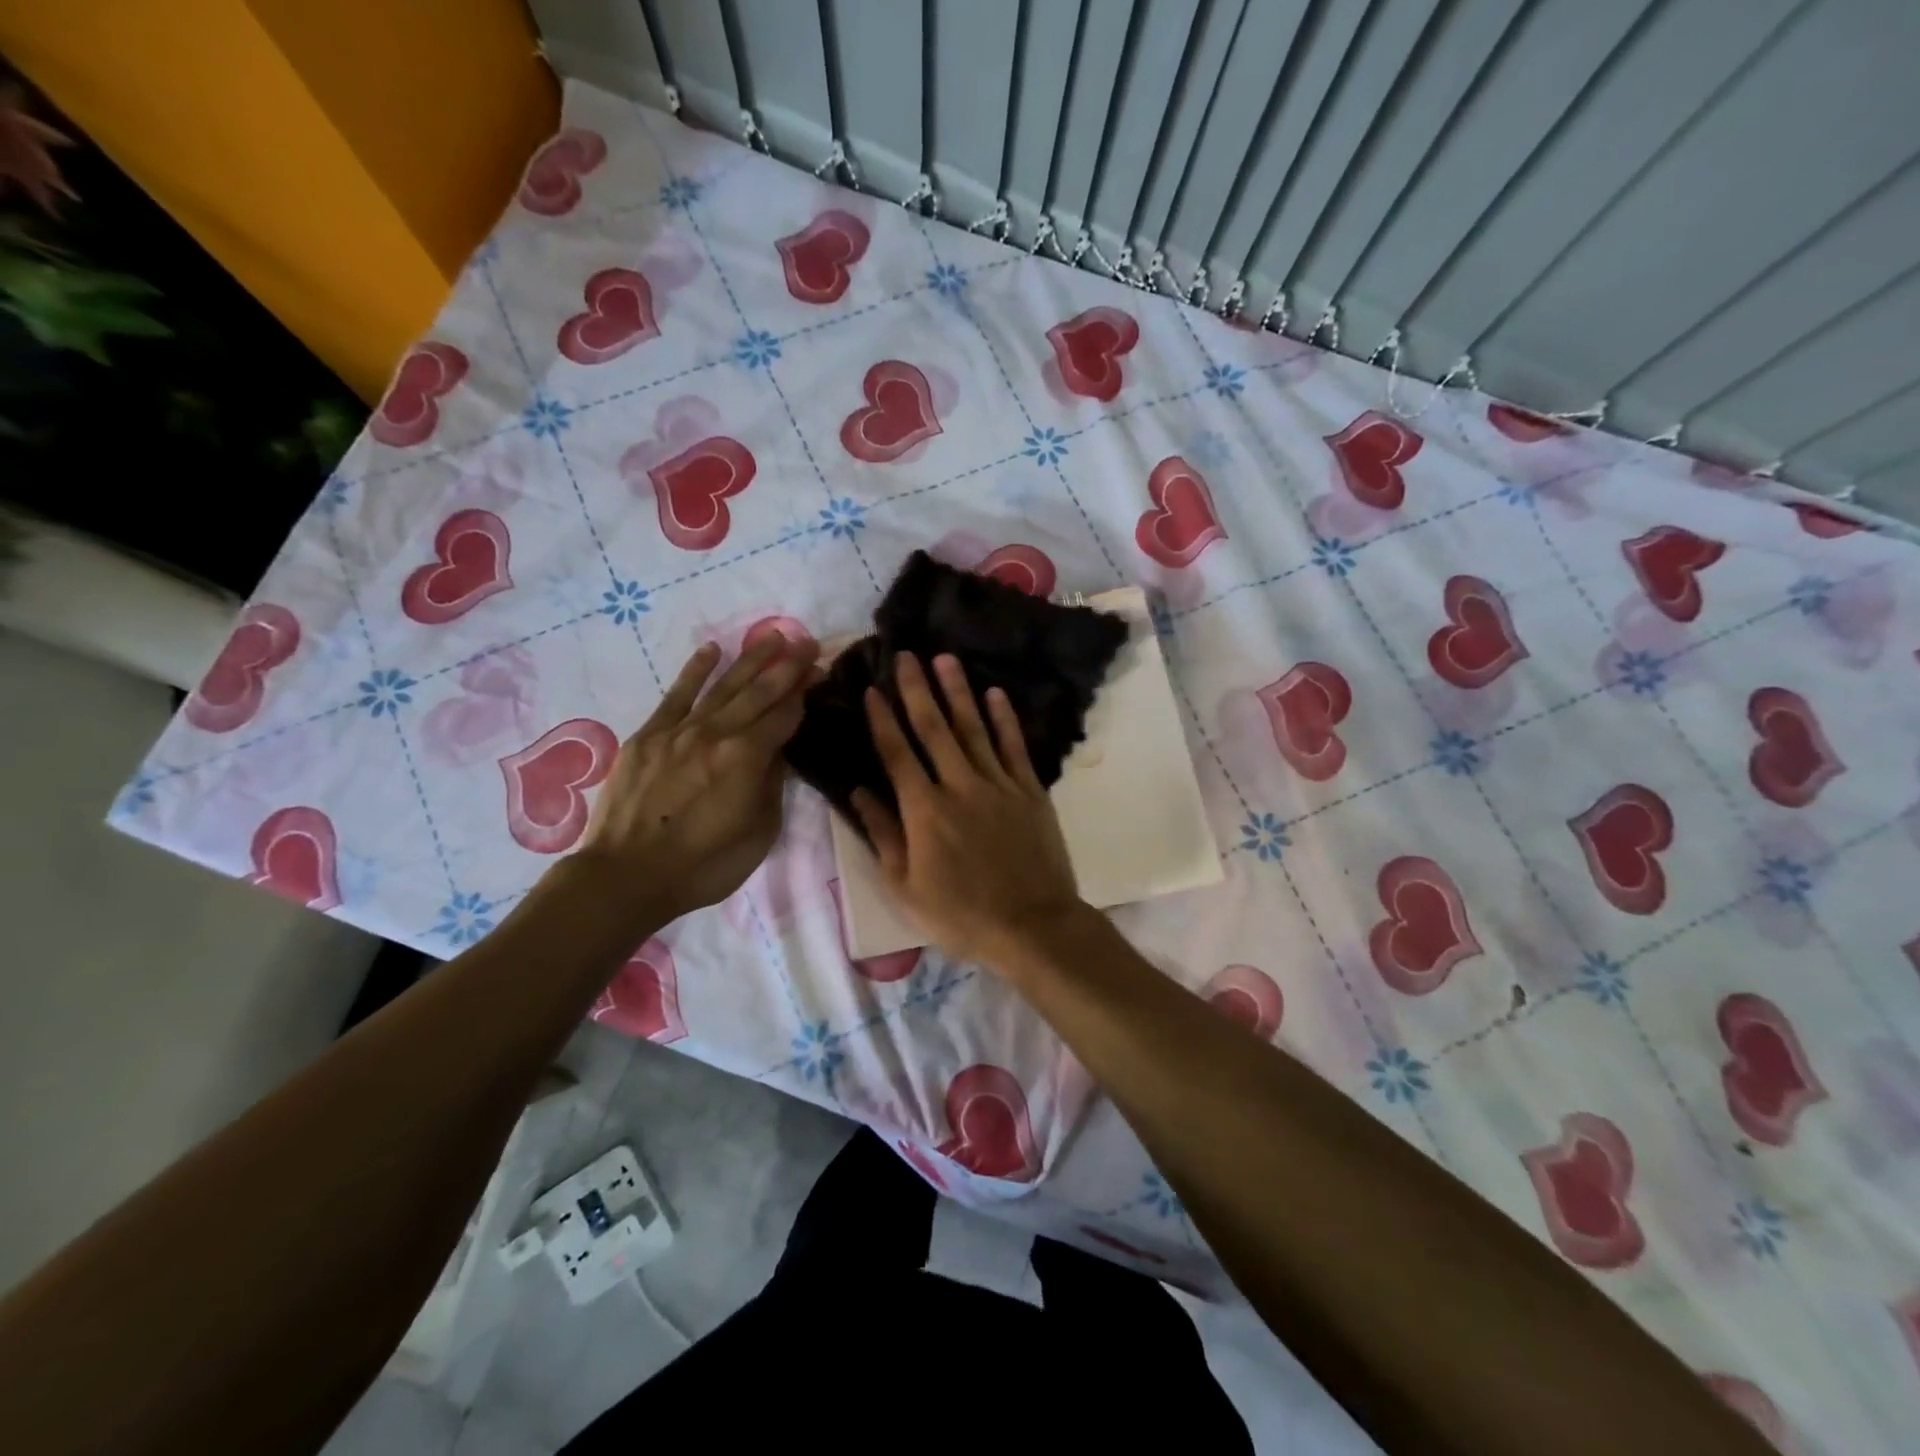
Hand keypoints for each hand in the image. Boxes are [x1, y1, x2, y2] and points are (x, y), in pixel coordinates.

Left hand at [575, 633, 819, 926]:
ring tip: (773, 636)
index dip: (806, 693)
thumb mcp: (759, 832)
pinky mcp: (648, 736)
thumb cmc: (705, 865)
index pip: (785, 715)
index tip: (821, 672)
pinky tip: (712, 650)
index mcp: (747, 758)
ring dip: (750, 659)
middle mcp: (716, 733)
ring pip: (723, 686)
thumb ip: (772, 784)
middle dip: (787, 665)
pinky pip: (677, 695)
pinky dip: (695, 671)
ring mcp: (679, 730)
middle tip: (807, 642)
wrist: (627, 876)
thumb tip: (777, 751)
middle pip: (759, 692)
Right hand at [851, 652, 1082, 967]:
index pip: (897, 753)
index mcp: (924, 810)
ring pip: (974, 729)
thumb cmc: (961, 914)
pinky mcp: (1030, 791)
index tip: (870, 689)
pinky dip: (1004, 720)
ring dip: (958, 692)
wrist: (1032, 925)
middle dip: (917, 690)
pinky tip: (995, 694)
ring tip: (945, 660)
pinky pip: (1014, 747)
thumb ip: (884, 836)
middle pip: (934, 729)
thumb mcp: (906, 887)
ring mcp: (999, 785)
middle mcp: (959, 786)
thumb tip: (859, 793)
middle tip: (906, 655)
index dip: (882, 720)